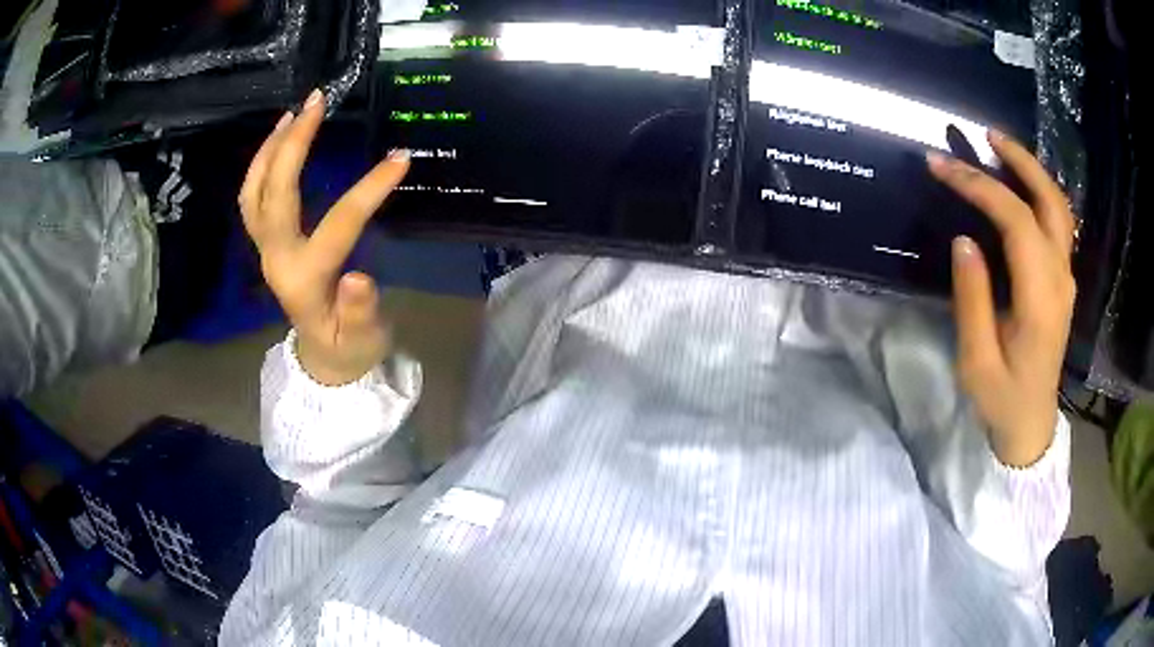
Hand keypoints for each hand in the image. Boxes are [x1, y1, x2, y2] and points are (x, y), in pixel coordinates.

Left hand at [239, 89, 410, 385]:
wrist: (321, 359)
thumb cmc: (348, 349)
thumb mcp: (363, 339)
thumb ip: (360, 313)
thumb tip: (360, 278)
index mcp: (305, 279)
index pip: (337, 224)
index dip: (368, 189)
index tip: (401, 157)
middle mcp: (276, 258)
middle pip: (273, 194)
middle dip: (292, 145)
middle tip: (316, 102)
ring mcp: (266, 250)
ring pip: (253, 192)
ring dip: (270, 149)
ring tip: (293, 113)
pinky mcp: (266, 244)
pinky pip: (252, 198)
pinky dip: (261, 165)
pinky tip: (279, 141)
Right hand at [928, 130, 1076, 466]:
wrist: (1032, 426)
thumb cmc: (1002, 400)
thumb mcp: (976, 361)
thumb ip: (973, 299)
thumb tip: (964, 240)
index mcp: (1040, 300)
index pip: (1015, 221)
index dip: (979, 186)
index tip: (940, 167)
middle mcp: (1060, 279)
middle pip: (1050, 201)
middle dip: (1020, 160)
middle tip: (986, 134)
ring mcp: (1066, 279)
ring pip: (1059, 208)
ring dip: (1032, 171)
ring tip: (1000, 148)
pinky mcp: (1063, 282)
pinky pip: (1056, 224)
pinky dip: (1038, 193)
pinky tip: (1019, 186)